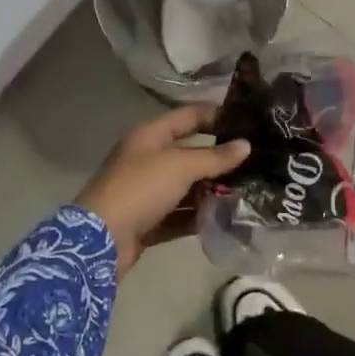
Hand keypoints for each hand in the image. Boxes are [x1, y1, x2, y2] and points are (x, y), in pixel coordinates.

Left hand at [76, 105, 250, 277]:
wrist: (100, 241)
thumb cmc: (140, 189)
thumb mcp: (180, 166)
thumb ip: (214, 157)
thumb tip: (245, 145)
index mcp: (149, 136)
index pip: (187, 116)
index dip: (214, 114)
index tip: (246, 119)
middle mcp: (147, 160)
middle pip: (189, 153)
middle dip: (219, 158)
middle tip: (254, 160)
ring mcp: (147, 192)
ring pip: (186, 186)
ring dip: (212, 189)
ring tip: (246, 190)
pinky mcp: (149, 221)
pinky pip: (180, 214)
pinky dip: (199, 215)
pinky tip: (225, 217)